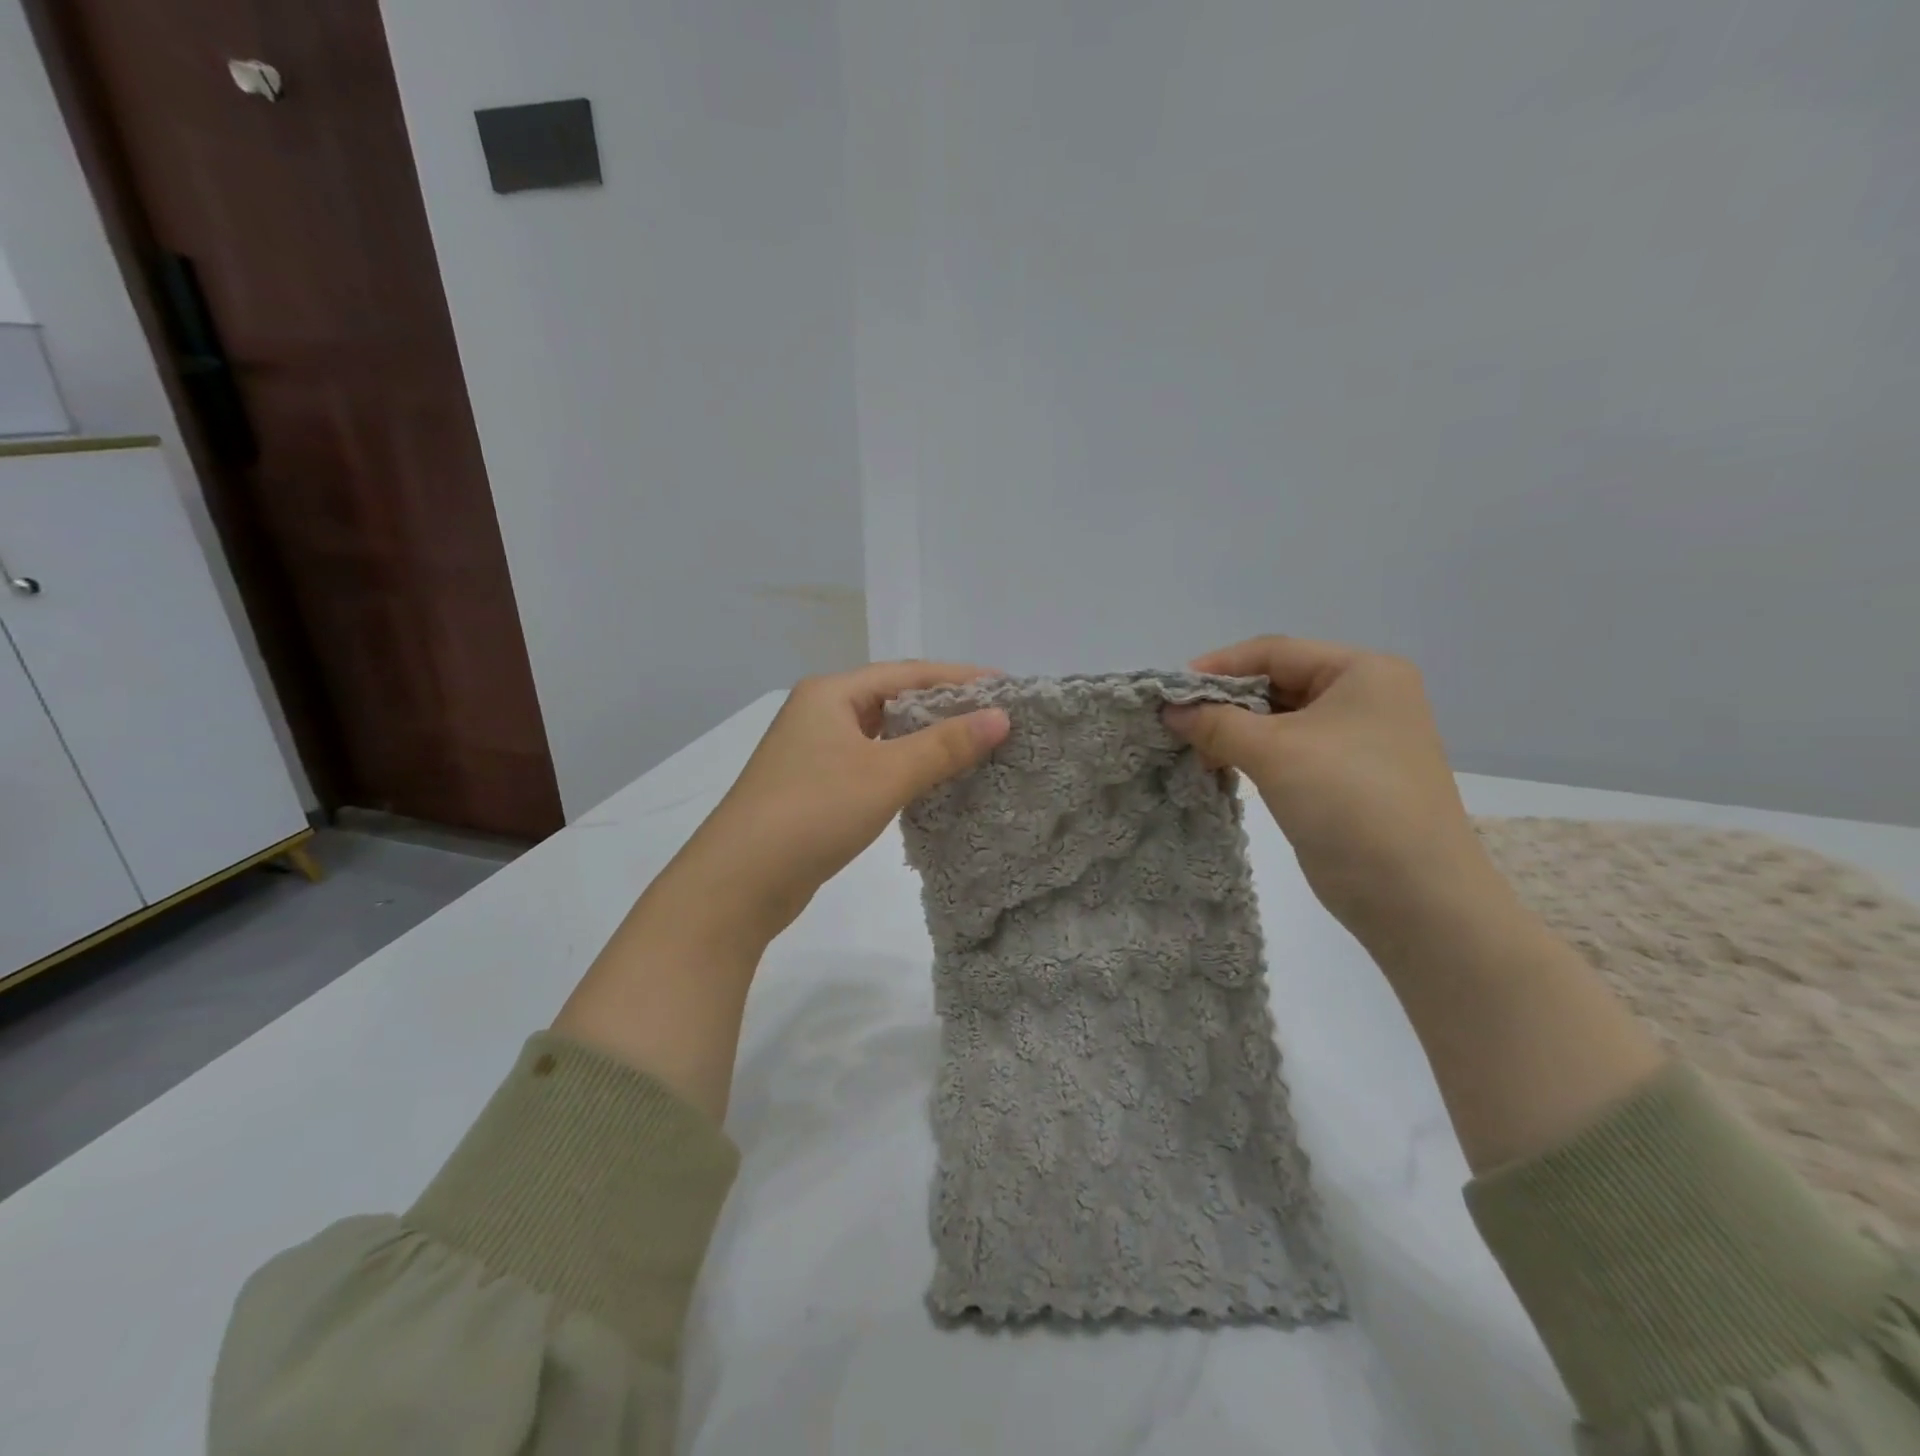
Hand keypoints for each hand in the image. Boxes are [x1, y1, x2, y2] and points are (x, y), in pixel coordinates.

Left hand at [657, 661, 1009, 949]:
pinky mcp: (816, 790)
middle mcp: (820, 714)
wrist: (738, 884)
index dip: (959, 678)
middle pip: (895, 701)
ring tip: (976, 749)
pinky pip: (872, 766)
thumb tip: (1001, 717)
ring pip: (883, 737)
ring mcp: (814, 754)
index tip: (1007, 687)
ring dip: (926, 742)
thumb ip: (945, 745)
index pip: (908, 673)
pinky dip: (905, 770)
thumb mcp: (885, 774)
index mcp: (831, 694)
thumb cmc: (813, 812)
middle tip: (997, 721)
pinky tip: (934, 783)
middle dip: (945, 709)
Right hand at [1164, 636, 1492, 940]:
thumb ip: (1216, 723)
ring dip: (1235, 733)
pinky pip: (1288, 752)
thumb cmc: (1348, 800)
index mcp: (1363, 672)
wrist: (1412, 894)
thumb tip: (1169, 709)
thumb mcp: (1275, 752)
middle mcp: (1365, 698)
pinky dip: (1252, 756)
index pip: (1276, 653)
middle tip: (1178, 724)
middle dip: (1226, 704)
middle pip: (1278, 684)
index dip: (1220, 667)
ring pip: (1280, 722)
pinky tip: (1220, 768)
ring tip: (1194, 750)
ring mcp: (1357, 741)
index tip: (1173, 691)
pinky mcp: (1345, 779)